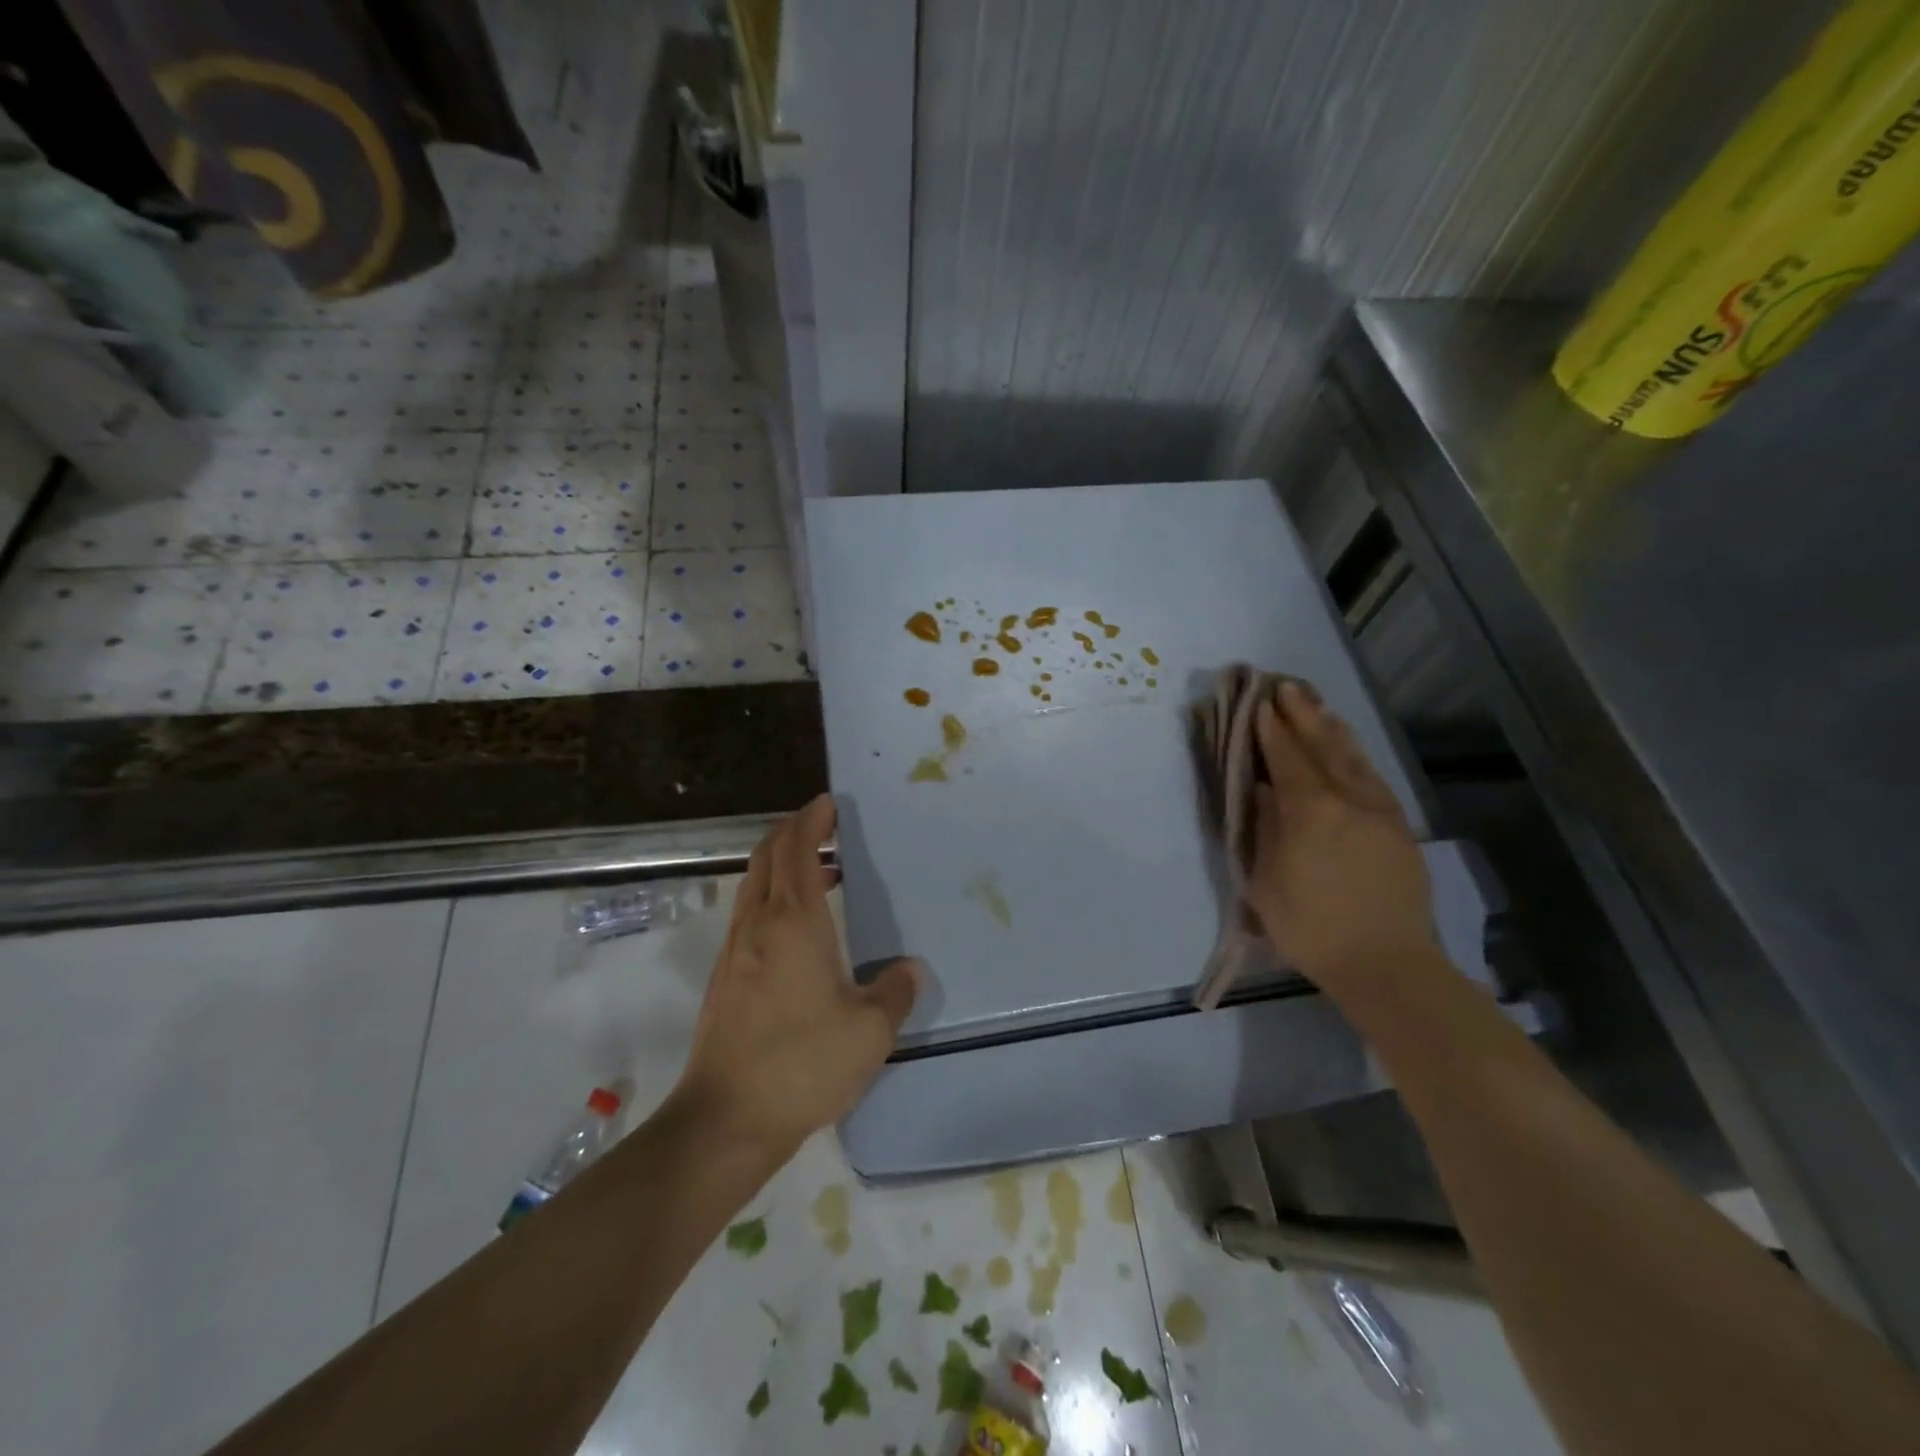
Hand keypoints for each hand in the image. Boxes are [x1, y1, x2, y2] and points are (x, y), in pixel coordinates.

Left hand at [675, 794, 918, 1156]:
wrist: (725, 1119)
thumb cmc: (802, 1064)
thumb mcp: (870, 1031)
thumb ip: (896, 992)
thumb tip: (910, 969)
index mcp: (793, 922)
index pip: (797, 850)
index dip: (811, 821)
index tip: (828, 803)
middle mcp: (758, 925)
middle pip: (767, 857)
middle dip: (792, 832)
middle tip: (824, 827)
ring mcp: (734, 950)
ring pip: (753, 885)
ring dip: (781, 865)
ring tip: (819, 874)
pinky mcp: (724, 978)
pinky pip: (748, 914)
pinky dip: (771, 897)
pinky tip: (798, 930)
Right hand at [1247, 680, 1439, 997]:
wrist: (1386, 964)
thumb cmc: (1311, 927)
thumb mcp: (1265, 882)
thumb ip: (1264, 829)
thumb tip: (1261, 791)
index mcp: (1310, 811)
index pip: (1286, 758)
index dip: (1270, 729)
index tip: (1258, 703)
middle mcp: (1348, 799)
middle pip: (1322, 746)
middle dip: (1302, 714)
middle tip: (1286, 686)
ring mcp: (1380, 811)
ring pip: (1353, 757)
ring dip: (1331, 727)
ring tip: (1316, 703)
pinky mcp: (1399, 827)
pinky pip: (1373, 776)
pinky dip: (1355, 753)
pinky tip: (1348, 748)